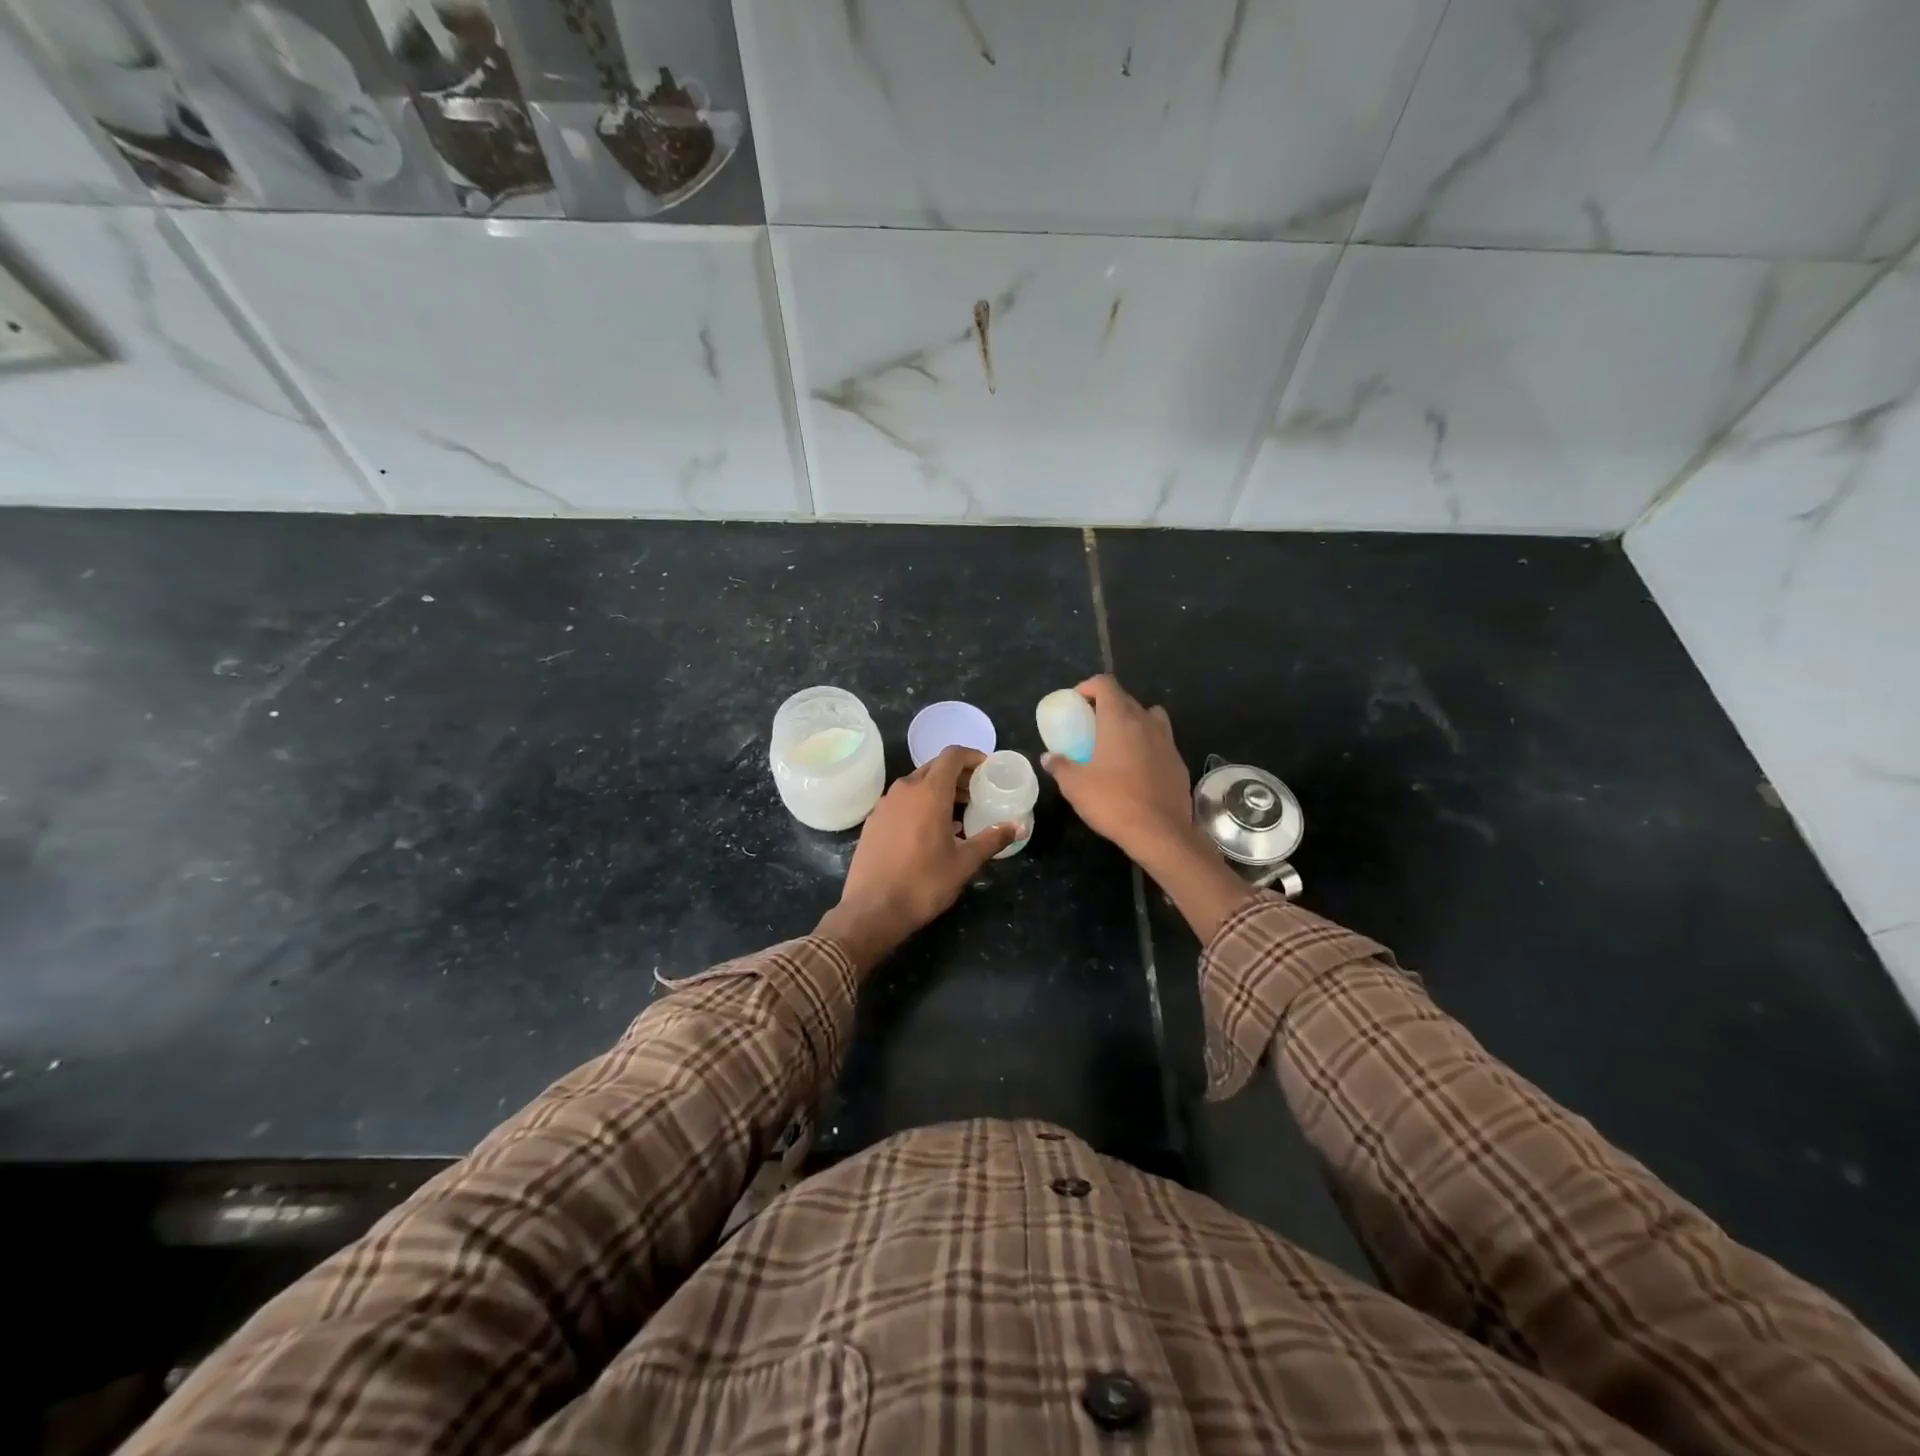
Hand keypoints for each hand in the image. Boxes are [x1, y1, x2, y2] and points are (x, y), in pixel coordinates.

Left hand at [815, 746, 1020, 973]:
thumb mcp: (965, 862)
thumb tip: (1019, 827)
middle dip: (958, 776)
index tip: (987, 770)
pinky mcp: (873, 821)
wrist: (871, 910)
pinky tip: (930, 831)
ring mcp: (884, 804)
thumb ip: (992, 839)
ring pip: (916, 784)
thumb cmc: (923, 883)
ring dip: (938, 791)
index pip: (952, 756)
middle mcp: (904, 790)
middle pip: (934, 768)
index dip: (972, 756)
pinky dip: (919, 804)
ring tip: (958, 814)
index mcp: (929, 792)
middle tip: (977, 793)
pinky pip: (901, 801)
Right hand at [1044, 675, 1256, 941]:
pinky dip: (1148, 744)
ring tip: (1118, 741)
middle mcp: (1146, 722)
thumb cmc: (1113, 802)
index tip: (1077, 702)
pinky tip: (1137, 767)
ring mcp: (1167, 741)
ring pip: (1150, 717)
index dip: (1089, 687)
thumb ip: (1060, 766)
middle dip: (1107, 705)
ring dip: (1133, 721)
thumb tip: (1048, 758)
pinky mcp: (1179, 761)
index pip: (1106, 684)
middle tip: (1090, 725)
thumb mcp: (1075, 786)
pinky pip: (1161, 741)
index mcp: (1119, 720)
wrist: (1160, 832)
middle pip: (1127, 699)